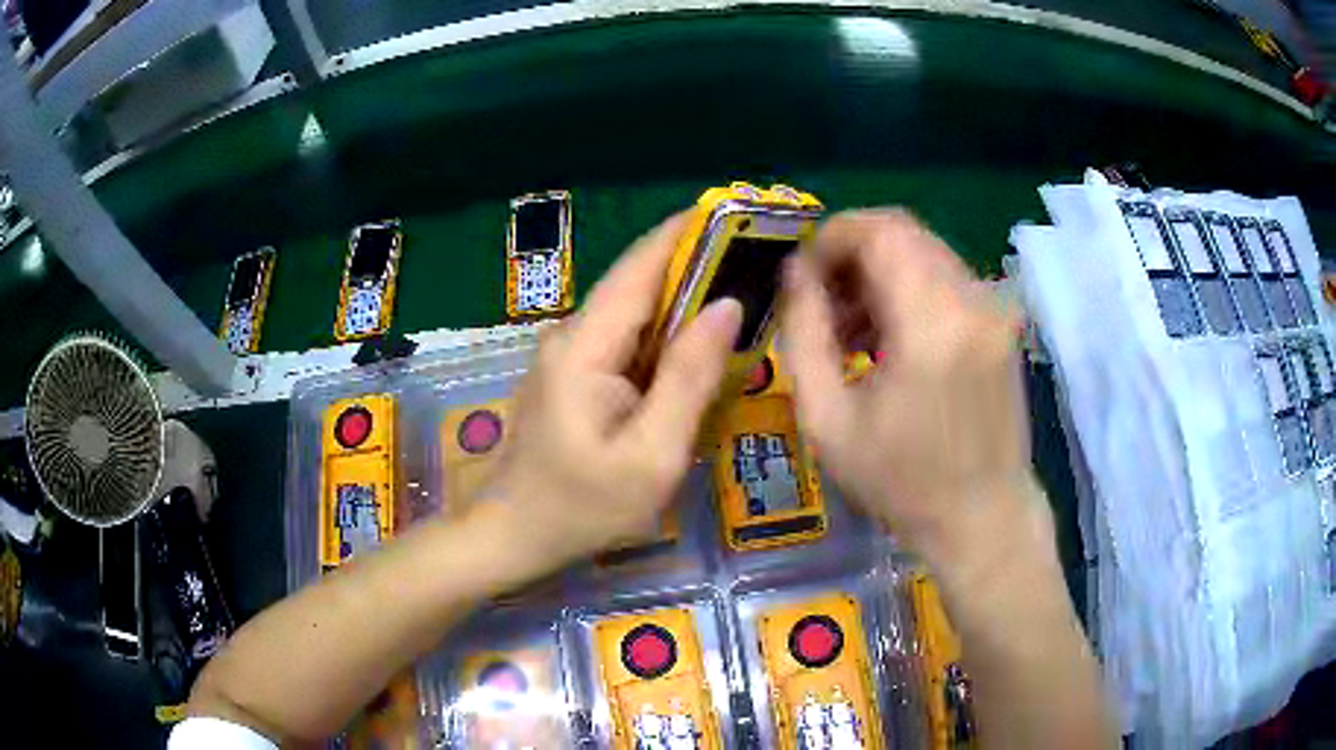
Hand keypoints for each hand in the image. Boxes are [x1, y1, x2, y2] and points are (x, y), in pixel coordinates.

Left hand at [485, 214, 741, 567]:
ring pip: (635, 311)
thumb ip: (689, 378)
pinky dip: (665, 334)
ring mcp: (569, 354)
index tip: (739, 215)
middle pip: (639, 282)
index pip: (641, 265)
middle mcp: (572, 335)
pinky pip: (626, 340)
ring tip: (744, 292)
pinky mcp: (573, 374)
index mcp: (586, 345)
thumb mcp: (651, 456)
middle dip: (697, 264)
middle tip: (759, 259)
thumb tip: (727, 305)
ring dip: (684, 299)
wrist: (513, 537)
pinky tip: (699, 344)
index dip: (689, 233)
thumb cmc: (582, 509)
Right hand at [782, 210, 1037, 565]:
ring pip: (924, 253)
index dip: (830, 238)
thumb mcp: (828, 419)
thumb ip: (803, 333)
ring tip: (850, 331)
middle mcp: (973, 299)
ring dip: (879, 273)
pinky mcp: (1002, 323)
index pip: (878, 230)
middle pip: (902, 232)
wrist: (984, 519)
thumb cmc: (902, 483)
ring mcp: (994, 309)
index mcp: (933, 322)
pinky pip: (945, 279)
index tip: (803, 276)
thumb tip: (794, 273)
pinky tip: (890, 340)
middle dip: (851, 255)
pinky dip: (909, 290)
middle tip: (821, 303)